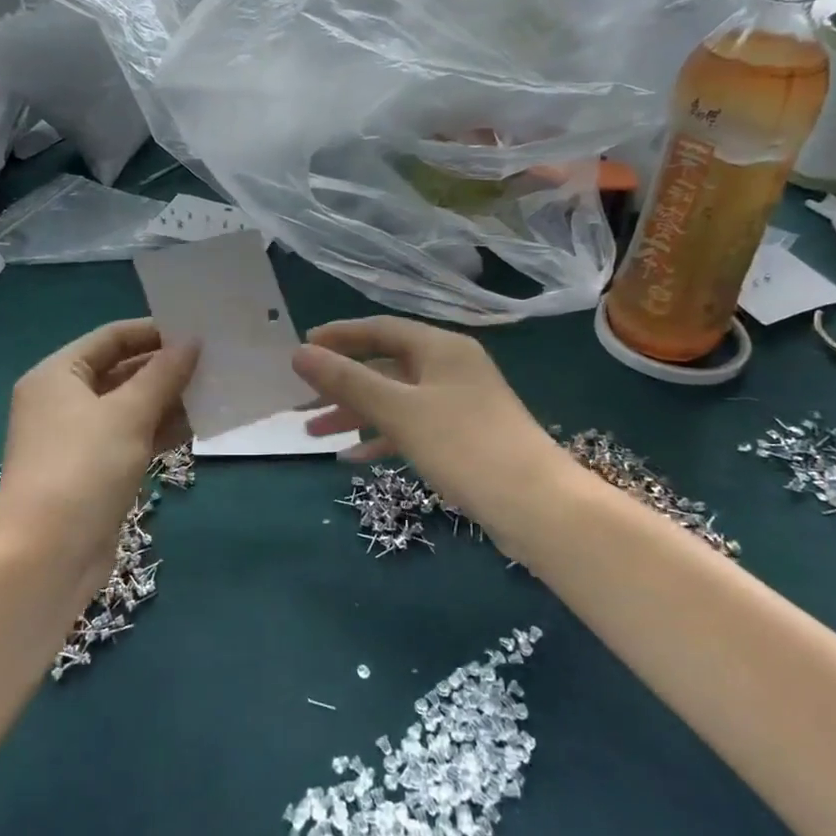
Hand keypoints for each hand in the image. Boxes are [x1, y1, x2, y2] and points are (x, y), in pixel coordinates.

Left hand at [0, 320, 196, 574]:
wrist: (47, 557)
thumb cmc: (83, 470)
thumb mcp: (128, 415)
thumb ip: (163, 375)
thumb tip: (192, 341)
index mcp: (58, 375)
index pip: (111, 338)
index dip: (154, 331)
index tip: (198, 331)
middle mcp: (64, 401)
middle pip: (121, 371)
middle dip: (166, 368)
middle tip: (216, 361)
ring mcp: (79, 439)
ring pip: (130, 407)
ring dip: (169, 401)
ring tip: (216, 391)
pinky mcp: (95, 471)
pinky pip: (132, 438)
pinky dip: (161, 431)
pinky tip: (198, 428)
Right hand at [293, 317, 571, 535]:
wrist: (536, 506)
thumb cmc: (464, 445)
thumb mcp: (399, 410)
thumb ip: (348, 381)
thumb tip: (299, 353)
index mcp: (441, 348)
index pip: (380, 329)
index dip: (339, 336)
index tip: (302, 349)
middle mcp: (451, 368)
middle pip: (385, 366)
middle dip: (342, 383)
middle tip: (301, 400)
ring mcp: (459, 405)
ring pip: (395, 400)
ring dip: (356, 413)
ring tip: (314, 433)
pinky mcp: (462, 439)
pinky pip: (411, 428)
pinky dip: (382, 438)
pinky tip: (352, 458)